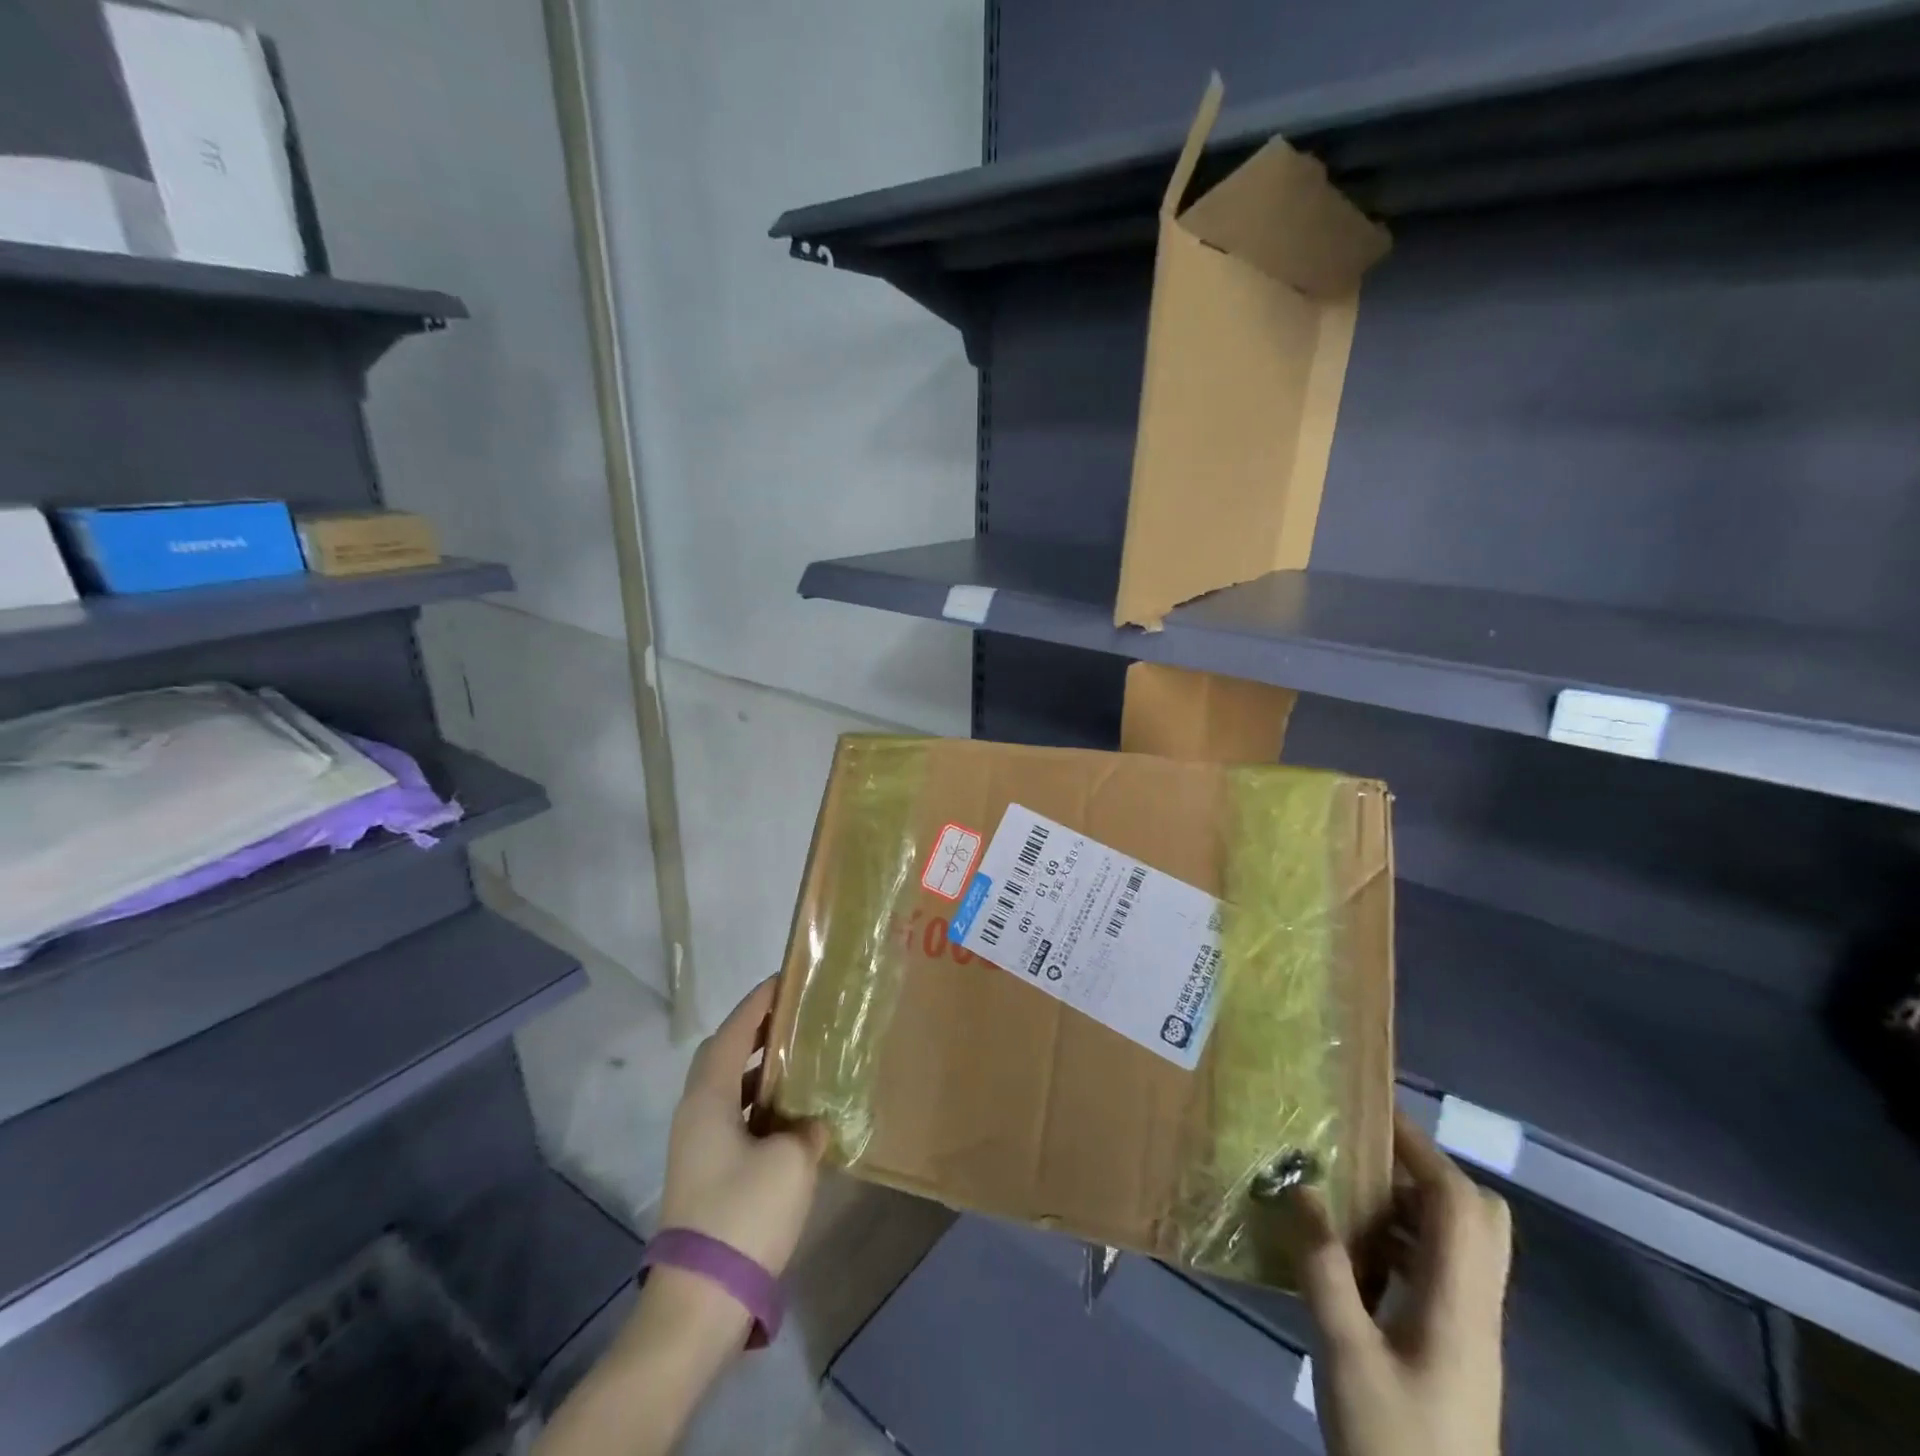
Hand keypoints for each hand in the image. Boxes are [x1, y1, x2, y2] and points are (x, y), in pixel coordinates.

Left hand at [536, 982, 827, 1455]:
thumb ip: (806, 1129)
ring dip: (758, 1069)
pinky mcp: (705, 1174)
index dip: (757, 1004)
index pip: (732, 1033)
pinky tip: (790, 1117)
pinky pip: (733, 1118)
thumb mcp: (791, 1162)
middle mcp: (695, 1114)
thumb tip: (809, 1125)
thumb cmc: (744, 1215)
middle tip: (794, 1019)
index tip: (784, 981)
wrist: (701, 1301)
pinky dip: (758, 1105)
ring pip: (727, 1089)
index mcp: (708, 1099)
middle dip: (756, 1032)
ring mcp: (696, 1146)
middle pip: (723, 1056)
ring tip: (798, 1060)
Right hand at [1298, 1110, 1512, 1455]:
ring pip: (1460, 1243)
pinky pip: (1440, 1271)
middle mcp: (1476, 1309)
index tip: (1374, 1114)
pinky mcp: (1454, 1349)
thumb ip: (1324, 1268)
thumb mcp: (1344, 1353)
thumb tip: (1302, 1189)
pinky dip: (1405, 1243)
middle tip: (1368, 1154)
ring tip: (1352, 1191)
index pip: (1458, 1204)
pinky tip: (1357, 1251)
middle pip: (1479, 1218)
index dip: (1421, 1151)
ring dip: (1412, 1206)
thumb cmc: (1392, 1445)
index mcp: (1458, 1305)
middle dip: (1426, 1172)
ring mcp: (1469, 1331)